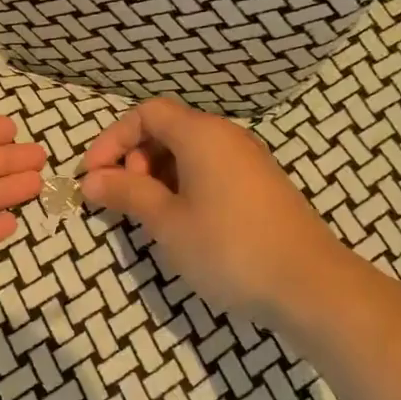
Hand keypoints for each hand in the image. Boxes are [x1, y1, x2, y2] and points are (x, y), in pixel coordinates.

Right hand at [79, 97, 343, 326]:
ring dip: (158, 176)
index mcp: (202, 135)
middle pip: (168, 130)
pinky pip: (211, 172)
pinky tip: (183, 224)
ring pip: (190, 154)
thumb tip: (90, 180)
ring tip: (149, 216)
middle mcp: (227, 138)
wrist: (309, 285)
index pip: (147, 114)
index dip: (113, 140)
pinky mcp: (261, 188)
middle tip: (124, 199)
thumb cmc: (228, 248)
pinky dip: (184, 187)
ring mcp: (249, 162)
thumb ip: (127, 193)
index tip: (93, 176)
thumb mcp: (167, 222)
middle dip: (134, 158)